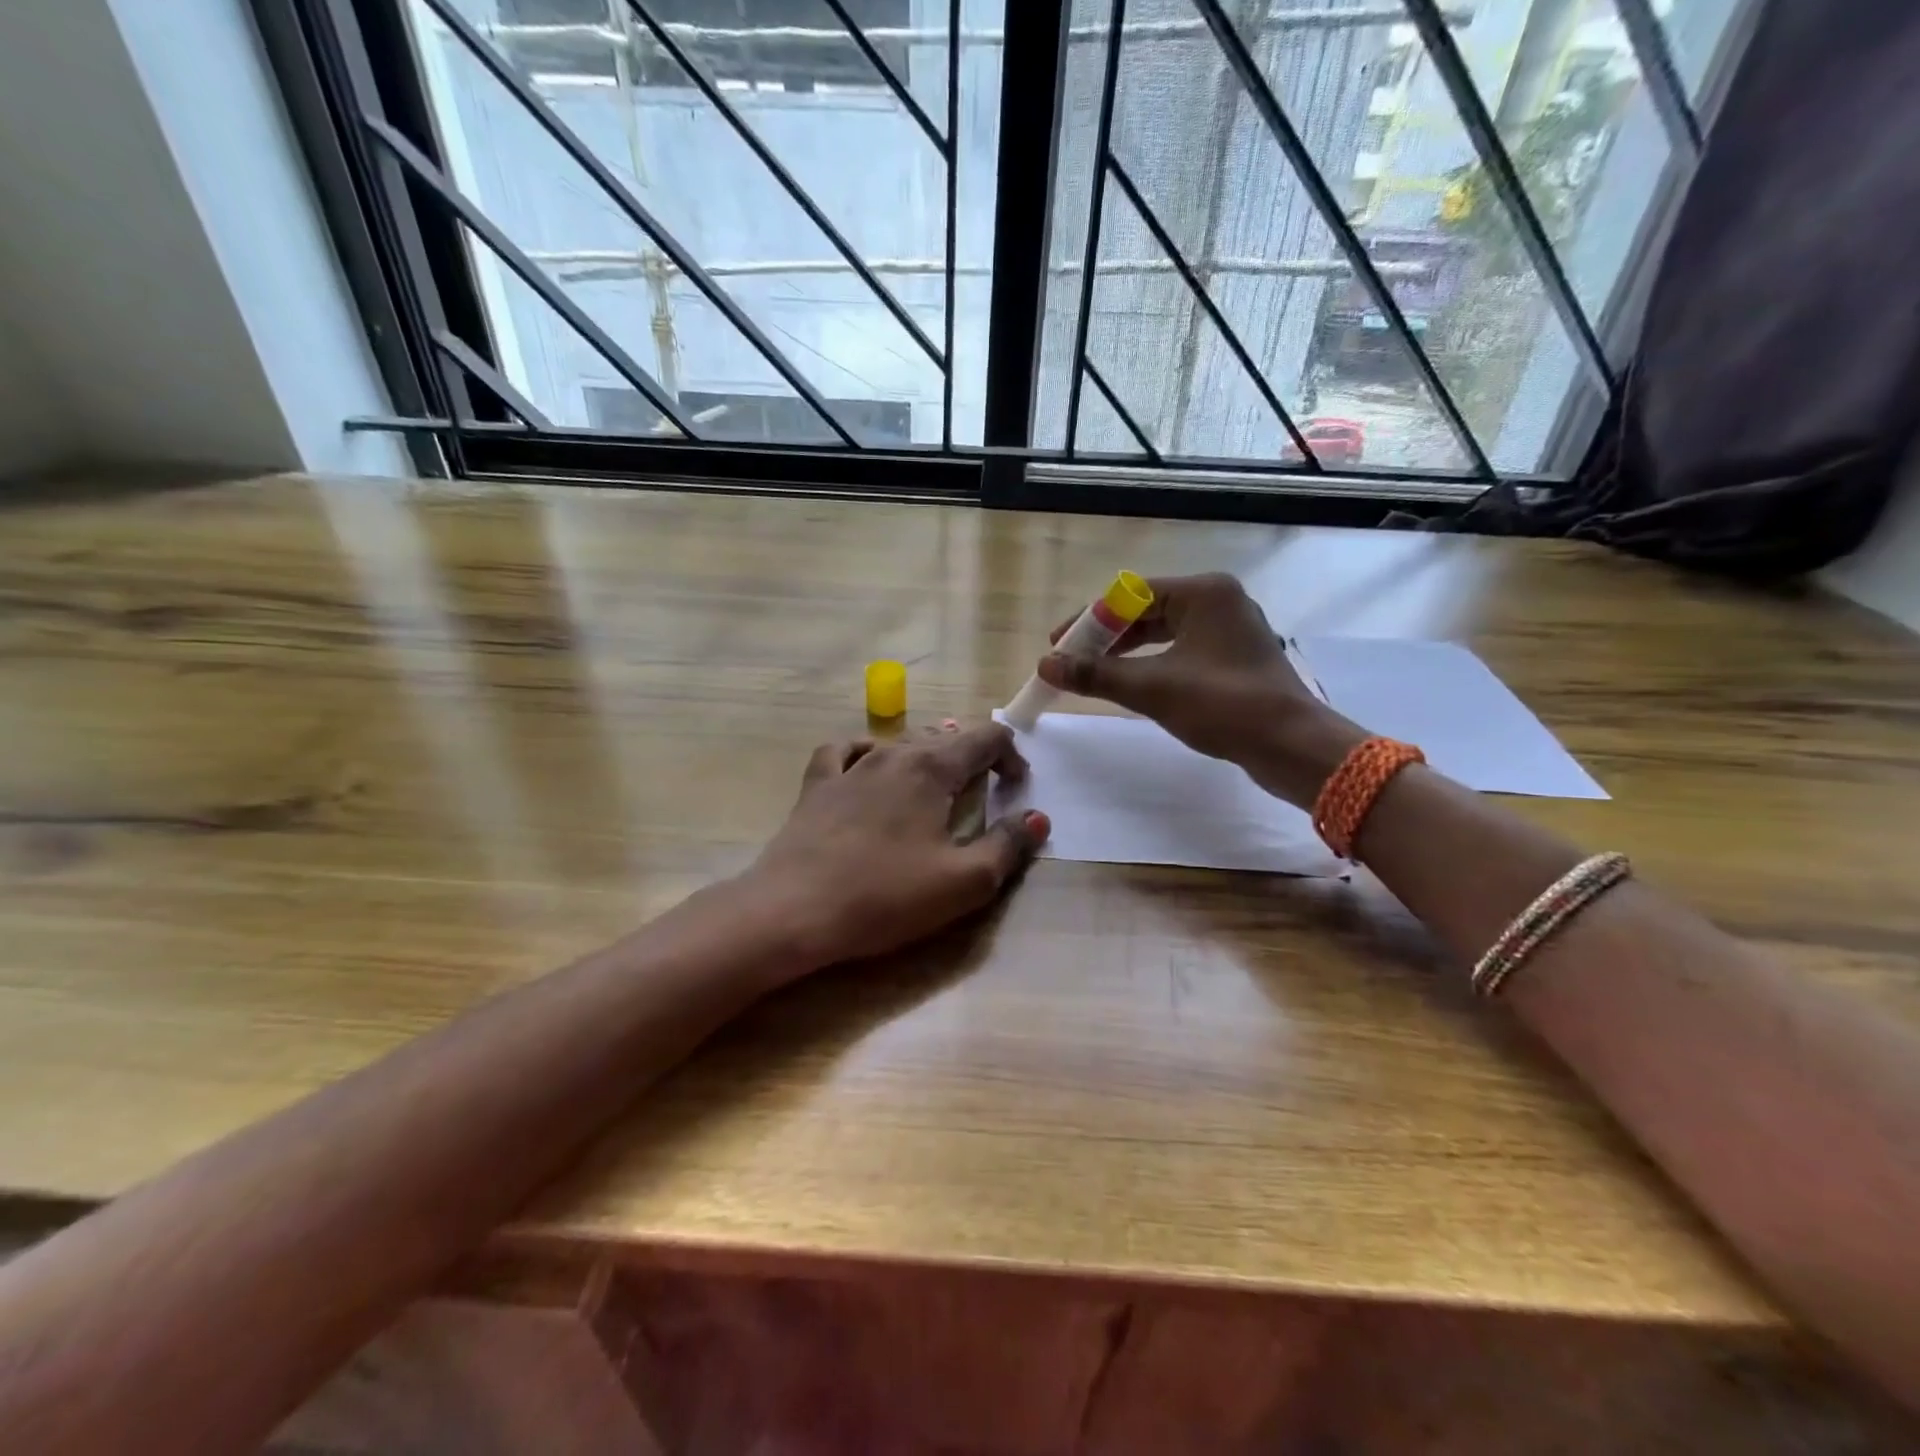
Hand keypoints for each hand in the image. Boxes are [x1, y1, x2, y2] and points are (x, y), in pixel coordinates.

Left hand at [746, 722, 1049, 971]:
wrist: (794, 910)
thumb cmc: (886, 896)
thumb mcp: (964, 881)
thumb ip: (1008, 845)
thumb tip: (1038, 818)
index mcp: (933, 768)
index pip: (986, 738)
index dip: (1011, 756)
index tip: (1016, 789)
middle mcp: (893, 754)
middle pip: (944, 737)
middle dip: (973, 757)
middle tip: (985, 791)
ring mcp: (850, 766)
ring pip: (899, 743)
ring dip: (927, 756)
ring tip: (935, 782)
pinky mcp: (817, 786)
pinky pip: (844, 751)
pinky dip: (865, 752)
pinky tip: (868, 768)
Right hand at [1034, 573, 1364, 804]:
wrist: (1291, 745)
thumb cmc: (1222, 705)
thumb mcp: (1151, 688)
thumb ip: (1095, 674)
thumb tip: (1045, 665)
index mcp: (1203, 592)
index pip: (1129, 594)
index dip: (1088, 620)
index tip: (1058, 645)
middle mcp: (1219, 601)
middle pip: (1146, 610)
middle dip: (1105, 637)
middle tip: (1071, 661)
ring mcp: (1231, 629)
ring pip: (1164, 632)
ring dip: (1126, 652)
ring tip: (1094, 674)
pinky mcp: (1235, 657)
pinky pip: (1181, 650)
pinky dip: (1152, 664)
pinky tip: (1132, 684)